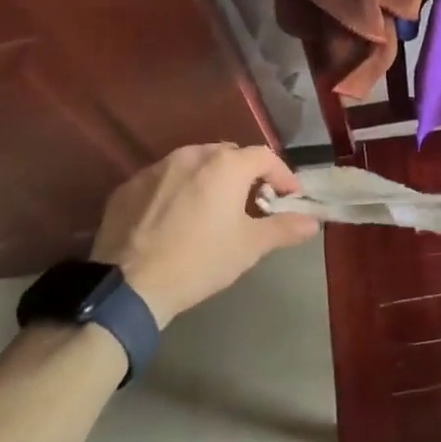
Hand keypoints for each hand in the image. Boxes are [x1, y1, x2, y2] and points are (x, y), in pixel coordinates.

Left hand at [90, 144, 318, 327]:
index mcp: (226, 165)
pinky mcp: (128, 186)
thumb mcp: (249, 247)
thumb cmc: (200, 260)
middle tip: (251, 203)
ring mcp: (156, 168)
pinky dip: (177, 191)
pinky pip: (163, 180)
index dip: (282, 176)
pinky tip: (175, 219)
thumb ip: (284, 228)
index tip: (288, 197)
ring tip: (212, 209)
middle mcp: (191, 155)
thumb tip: (313, 221)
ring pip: (194, 165)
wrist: (128, 286)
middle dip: (245, 175)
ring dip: (210, 180)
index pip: (265, 157)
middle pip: (229, 155)